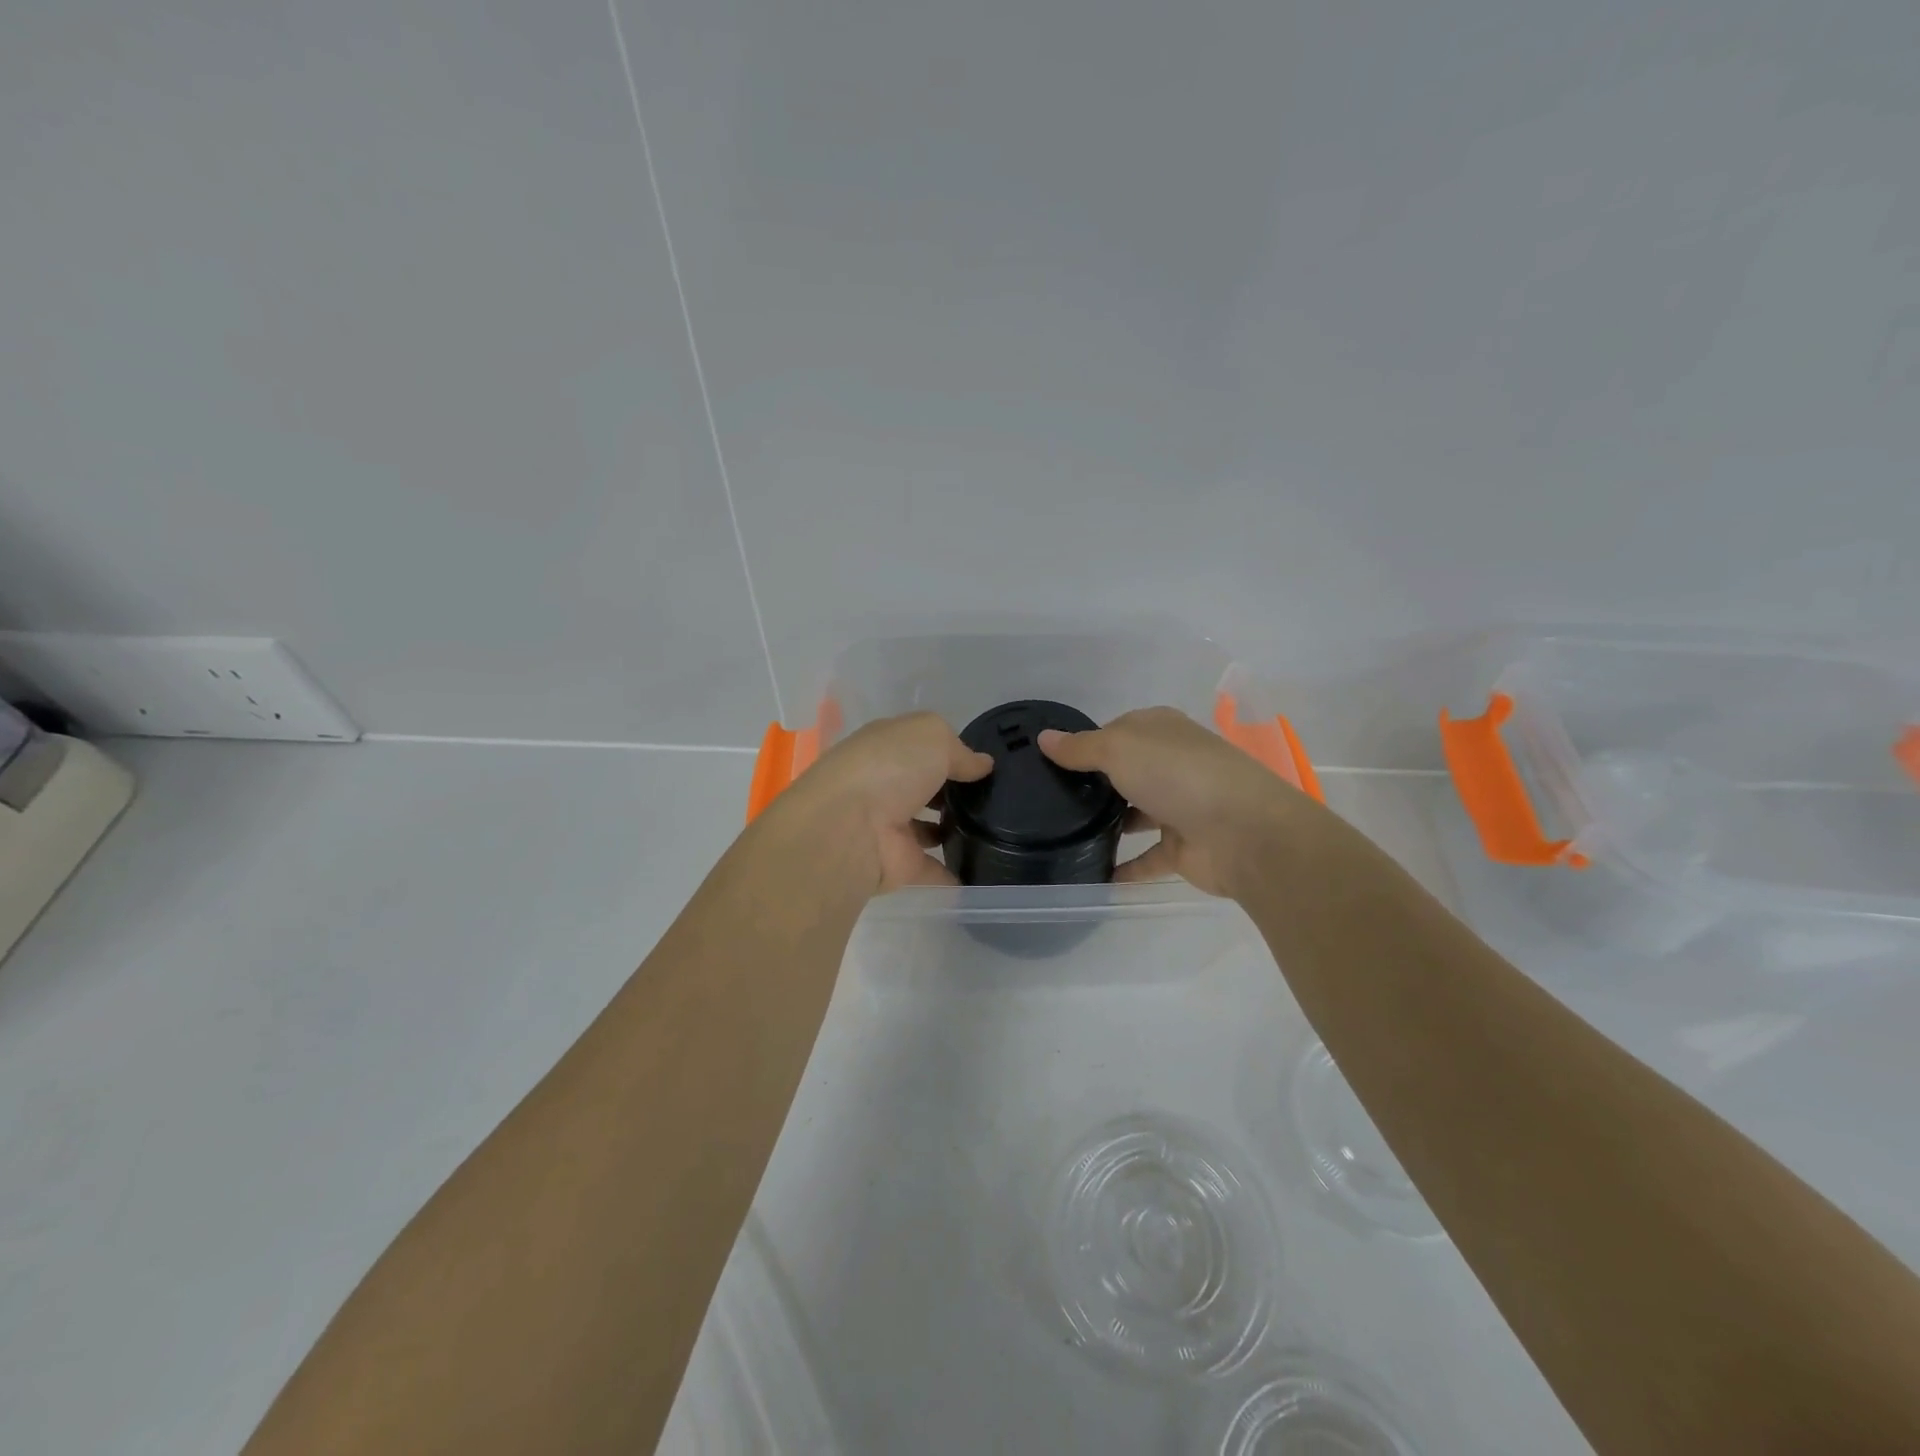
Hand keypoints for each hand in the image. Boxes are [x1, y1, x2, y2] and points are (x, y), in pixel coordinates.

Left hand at [779, 712, 993, 893]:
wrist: (849, 828)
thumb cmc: (889, 767)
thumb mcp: (932, 736)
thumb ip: (960, 750)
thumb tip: (982, 765)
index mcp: (886, 748)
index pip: (920, 746)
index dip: (949, 751)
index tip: (983, 764)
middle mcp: (884, 785)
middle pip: (923, 787)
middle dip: (951, 791)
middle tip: (993, 797)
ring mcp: (890, 828)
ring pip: (926, 829)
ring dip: (950, 830)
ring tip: (994, 831)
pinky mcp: (899, 865)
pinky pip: (932, 869)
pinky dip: (952, 873)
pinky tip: (983, 871)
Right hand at [1039, 707, 1307, 897]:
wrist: (1243, 833)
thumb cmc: (1177, 775)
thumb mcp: (1119, 749)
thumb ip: (1081, 748)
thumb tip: (1044, 738)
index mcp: (1161, 731)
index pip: (1116, 730)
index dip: (1085, 743)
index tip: (1049, 761)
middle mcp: (1171, 765)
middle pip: (1126, 771)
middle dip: (1094, 784)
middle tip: (1047, 800)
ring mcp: (1179, 807)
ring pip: (1135, 813)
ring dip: (1108, 824)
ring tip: (1062, 835)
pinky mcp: (1183, 848)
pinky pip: (1146, 858)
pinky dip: (1124, 867)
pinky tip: (1091, 874)